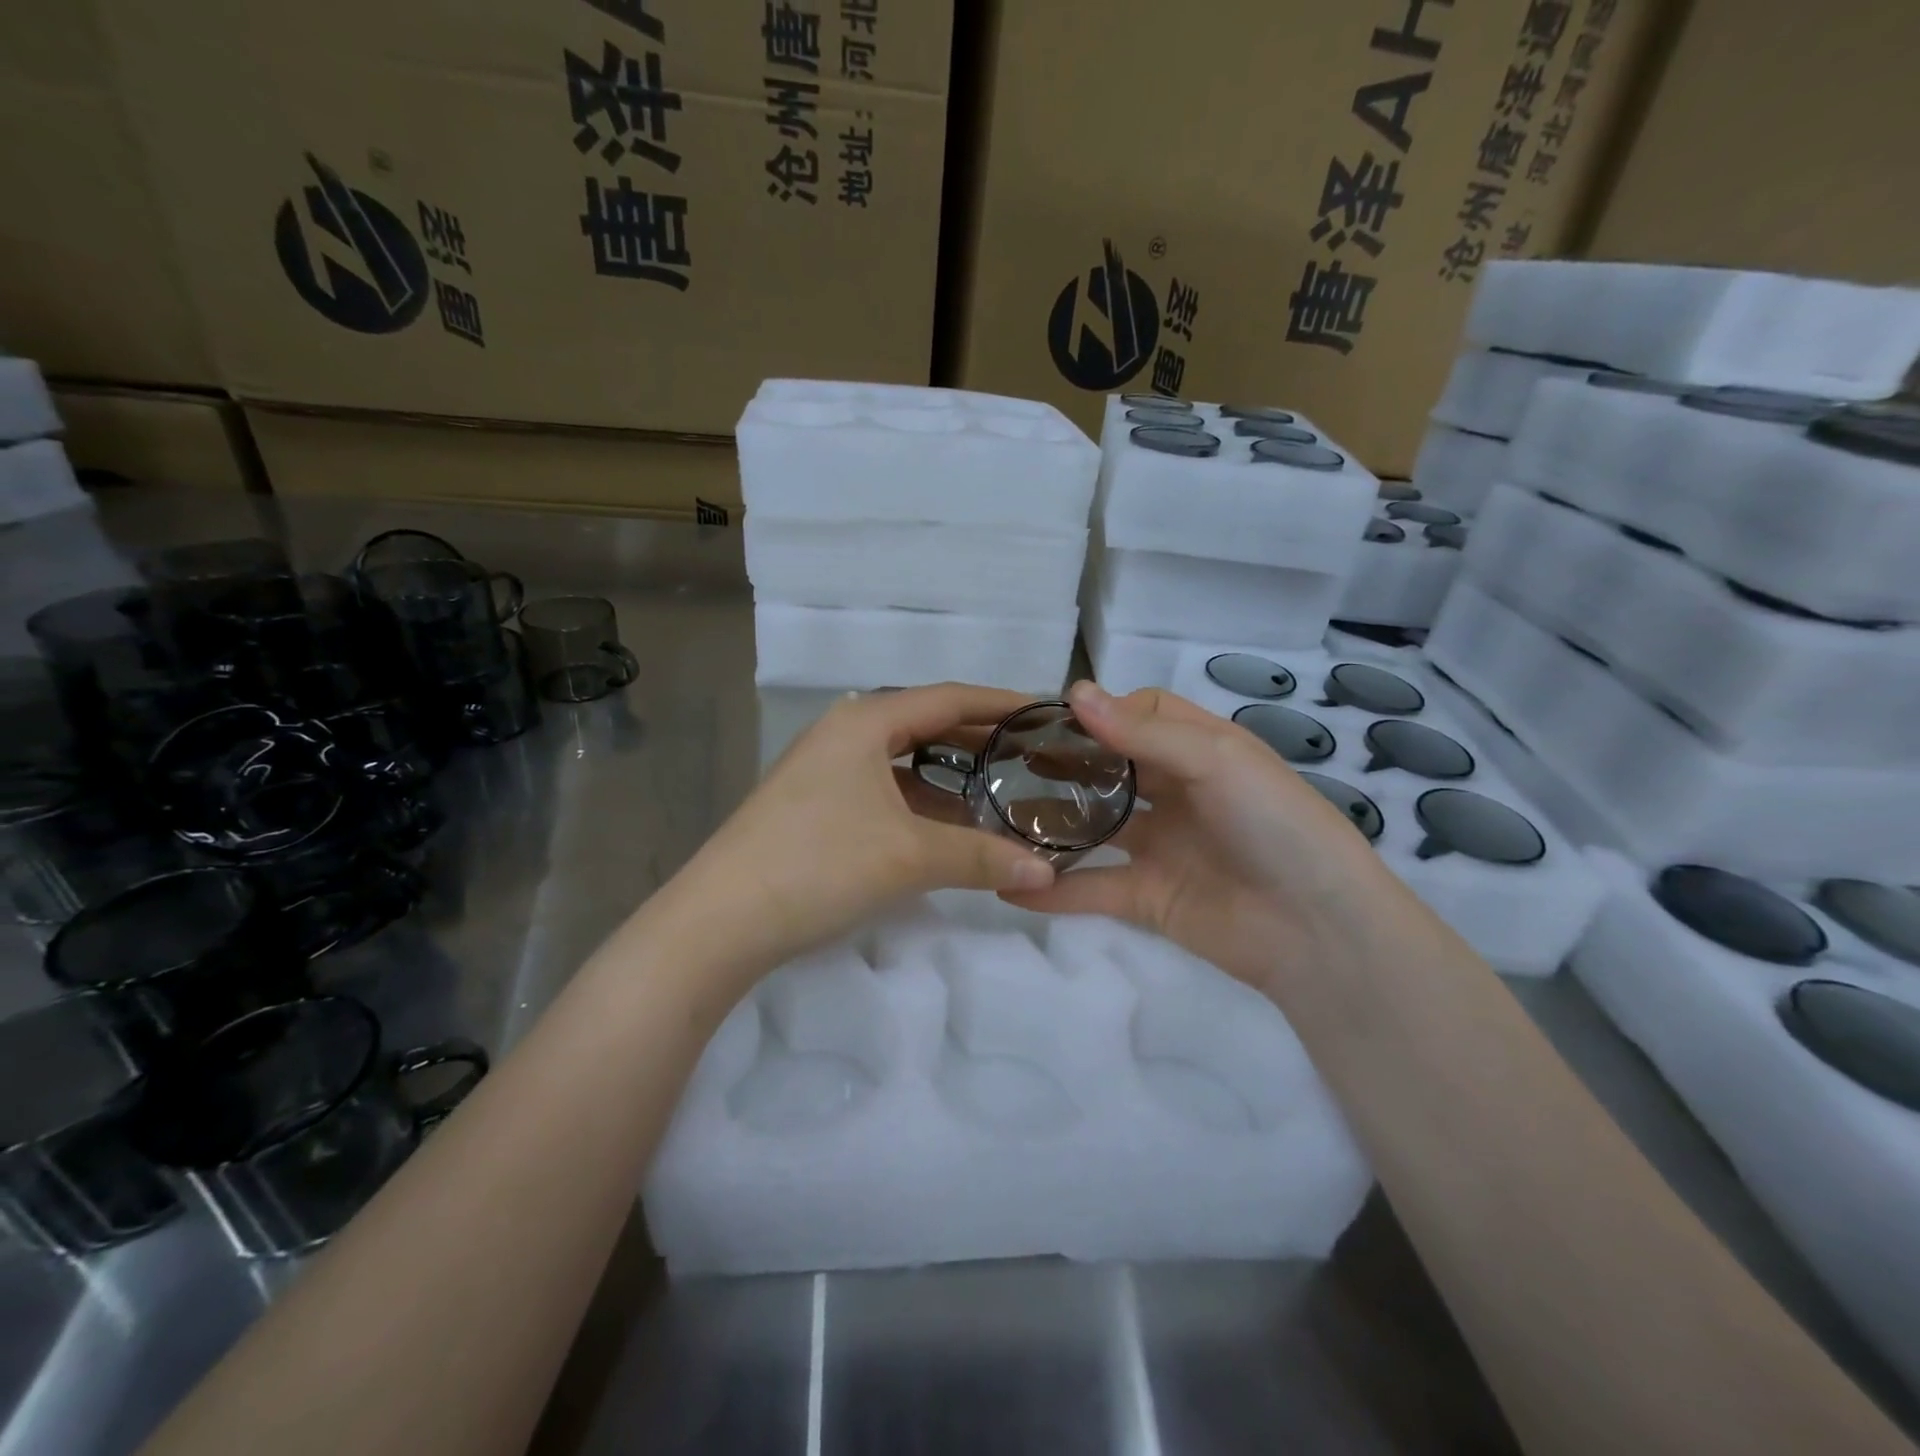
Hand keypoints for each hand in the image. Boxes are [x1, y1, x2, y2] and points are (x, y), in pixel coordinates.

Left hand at [664, 683, 1056, 981]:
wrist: (720, 921)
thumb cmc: (818, 865)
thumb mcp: (909, 856)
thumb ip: (981, 857)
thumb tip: (1047, 872)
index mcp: (865, 722)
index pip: (948, 698)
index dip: (1001, 703)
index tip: (1046, 713)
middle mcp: (843, 733)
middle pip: (925, 724)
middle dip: (978, 739)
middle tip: (1031, 754)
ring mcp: (823, 769)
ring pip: (902, 760)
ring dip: (949, 775)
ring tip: (998, 789)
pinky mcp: (813, 804)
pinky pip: (882, 789)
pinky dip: (920, 802)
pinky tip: (945, 827)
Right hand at [1003, 681, 1403, 989]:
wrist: (1319, 932)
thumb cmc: (1275, 825)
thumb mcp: (1217, 761)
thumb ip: (1142, 733)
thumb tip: (1074, 691)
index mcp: (1201, 750)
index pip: (1143, 714)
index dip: (1101, 711)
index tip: (1046, 716)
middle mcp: (1178, 793)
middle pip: (1112, 768)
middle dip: (1065, 763)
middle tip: (1005, 762)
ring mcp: (1161, 847)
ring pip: (1096, 827)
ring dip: (1054, 824)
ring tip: (996, 817)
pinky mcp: (1148, 897)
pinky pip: (1093, 888)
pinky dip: (1055, 891)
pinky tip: (1009, 887)